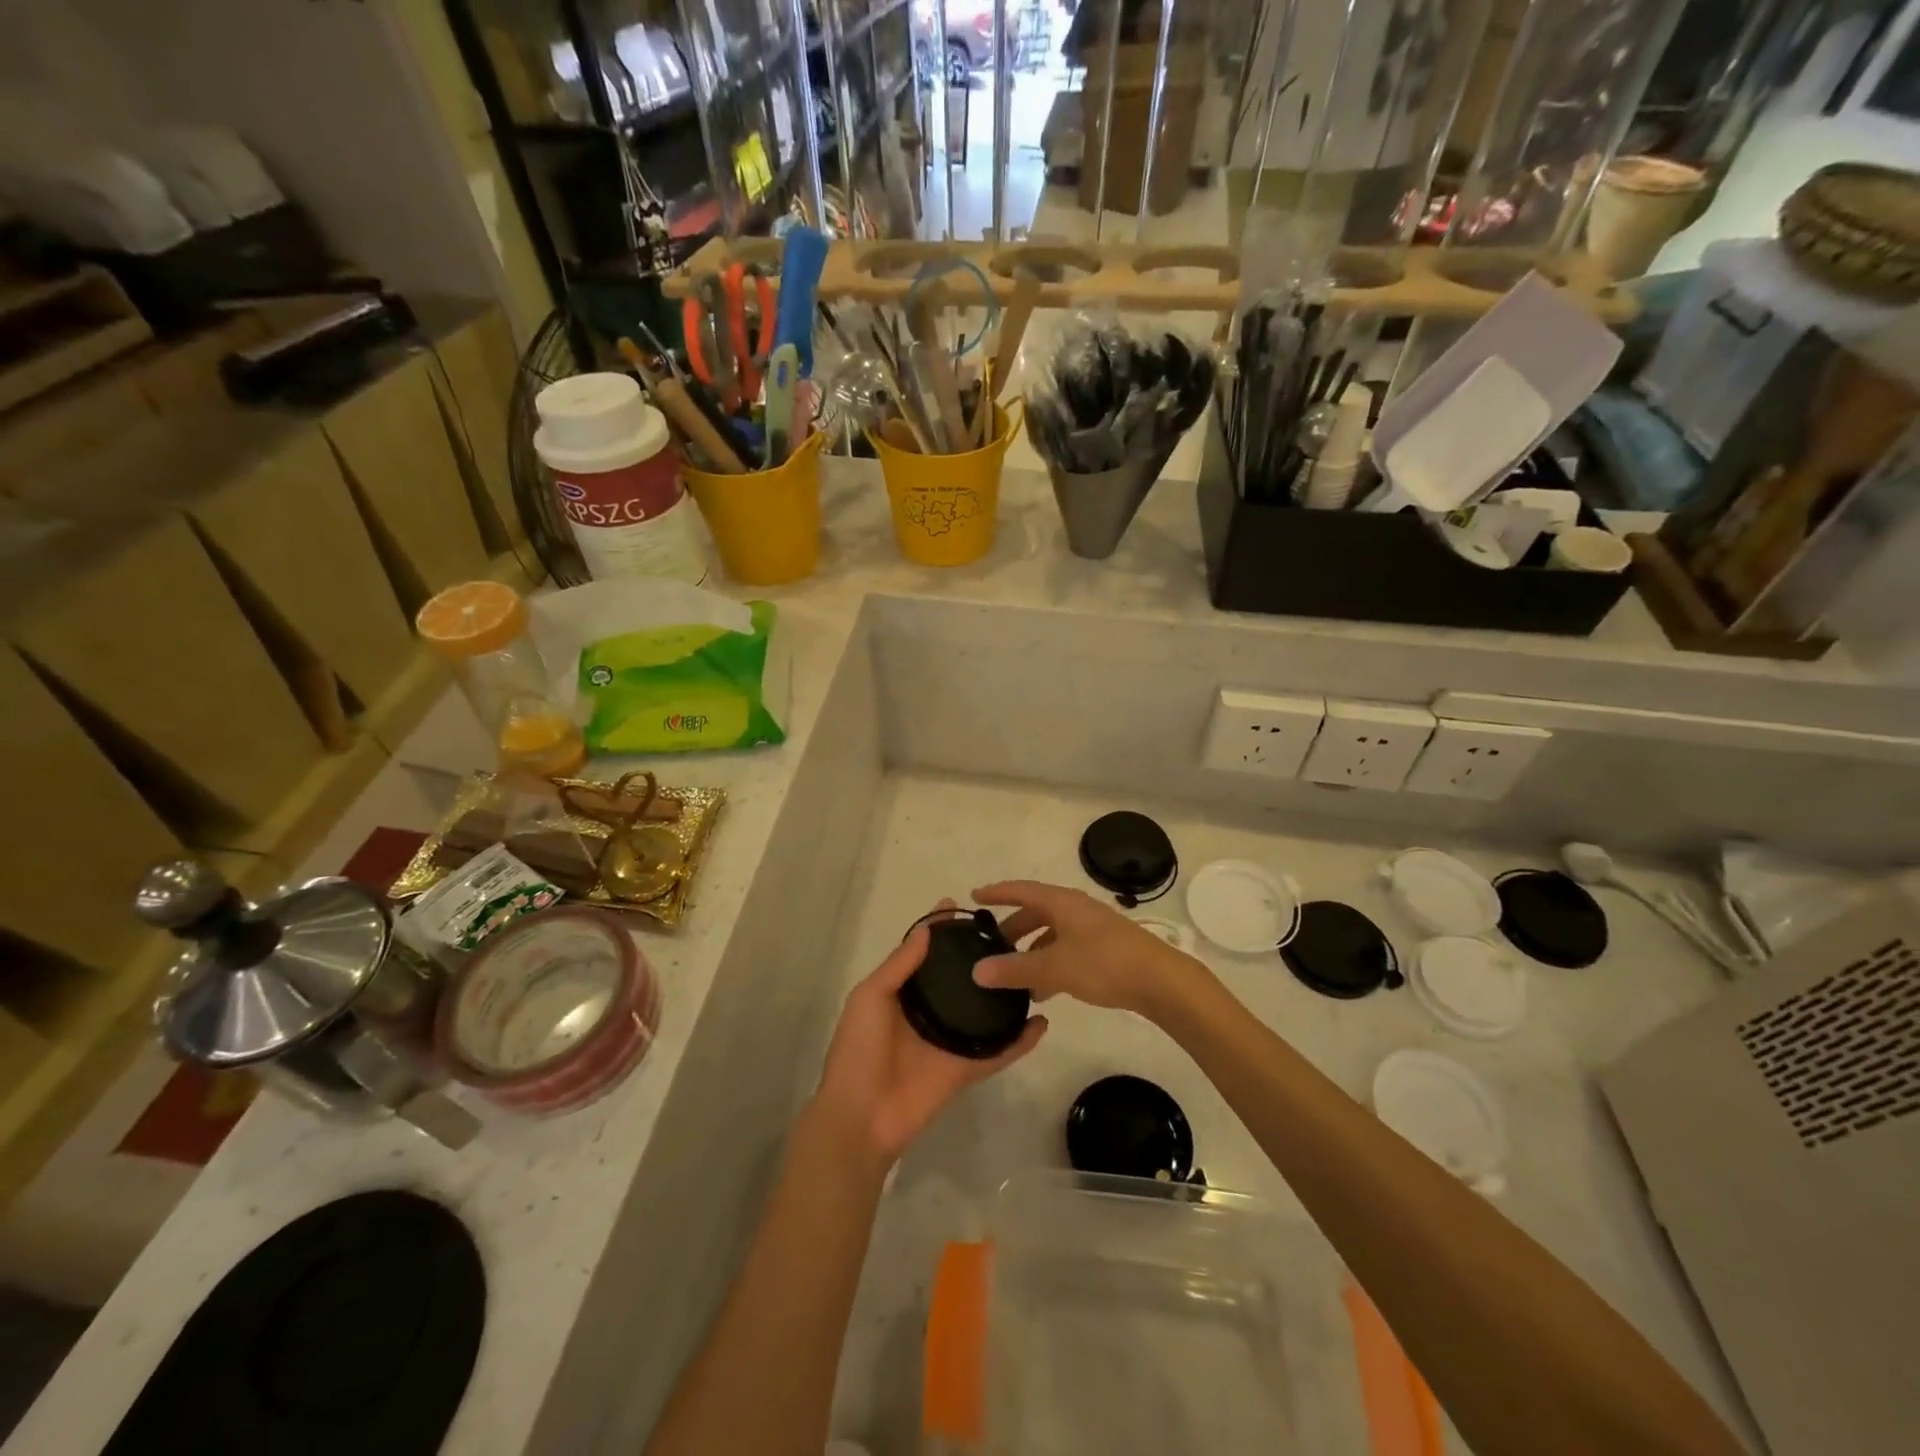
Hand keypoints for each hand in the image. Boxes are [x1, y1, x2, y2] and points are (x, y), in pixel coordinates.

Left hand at [813, 902, 1047, 1167]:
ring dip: (1004, 994)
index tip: (961, 906)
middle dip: (977, 957)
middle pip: (958, 979)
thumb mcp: (870, 998)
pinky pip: (998, 1052)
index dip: (939, 931)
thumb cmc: (858, 1051)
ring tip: (1031, 968)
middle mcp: (928, 1013)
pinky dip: (1020, 1041)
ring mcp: (949, 1041)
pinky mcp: (966, 1069)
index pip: (924, 955)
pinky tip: (1042, 1023)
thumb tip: (927, 928)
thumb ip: (899, 965)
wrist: (860, 1117)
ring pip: (983, 1012)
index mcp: (901, 994)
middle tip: (1008, 934)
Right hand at [971, 880, 1207, 1018]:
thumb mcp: (1054, 967)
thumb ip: (1015, 969)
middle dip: (1012, 930)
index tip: (974, 896)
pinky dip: (1050, 964)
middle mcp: (1075, 909)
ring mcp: (1091, 928)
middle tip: (991, 948)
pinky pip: (1066, 950)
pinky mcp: (1104, 949)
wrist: (1160, 981)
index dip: (997, 893)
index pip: (1021, 890)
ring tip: (1013, 978)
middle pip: (1035, 913)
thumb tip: (976, 970)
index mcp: (1062, 902)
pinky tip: (1043, 992)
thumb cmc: (1104, 963)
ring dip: (1031, 952)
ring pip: (1051, 935)